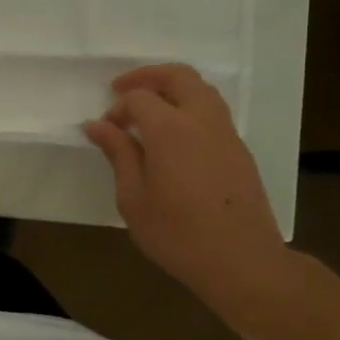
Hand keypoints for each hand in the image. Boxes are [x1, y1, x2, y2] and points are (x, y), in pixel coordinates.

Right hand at [83, 64, 295, 319]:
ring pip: (201, 89)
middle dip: (147, 76)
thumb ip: (118, 154)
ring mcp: (226, 134)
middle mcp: (202, 121)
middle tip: (122, 90)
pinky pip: (213, 111)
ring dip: (172, 88)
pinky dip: (189, 107)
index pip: (139, 98)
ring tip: (148, 109)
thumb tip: (97, 125)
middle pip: (178, 76)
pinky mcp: (239, 150)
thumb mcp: (134, 198)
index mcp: (170, 130)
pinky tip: (173, 135)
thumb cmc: (177, 234)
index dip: (117, 108)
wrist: (242, 262)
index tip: (104, 130)